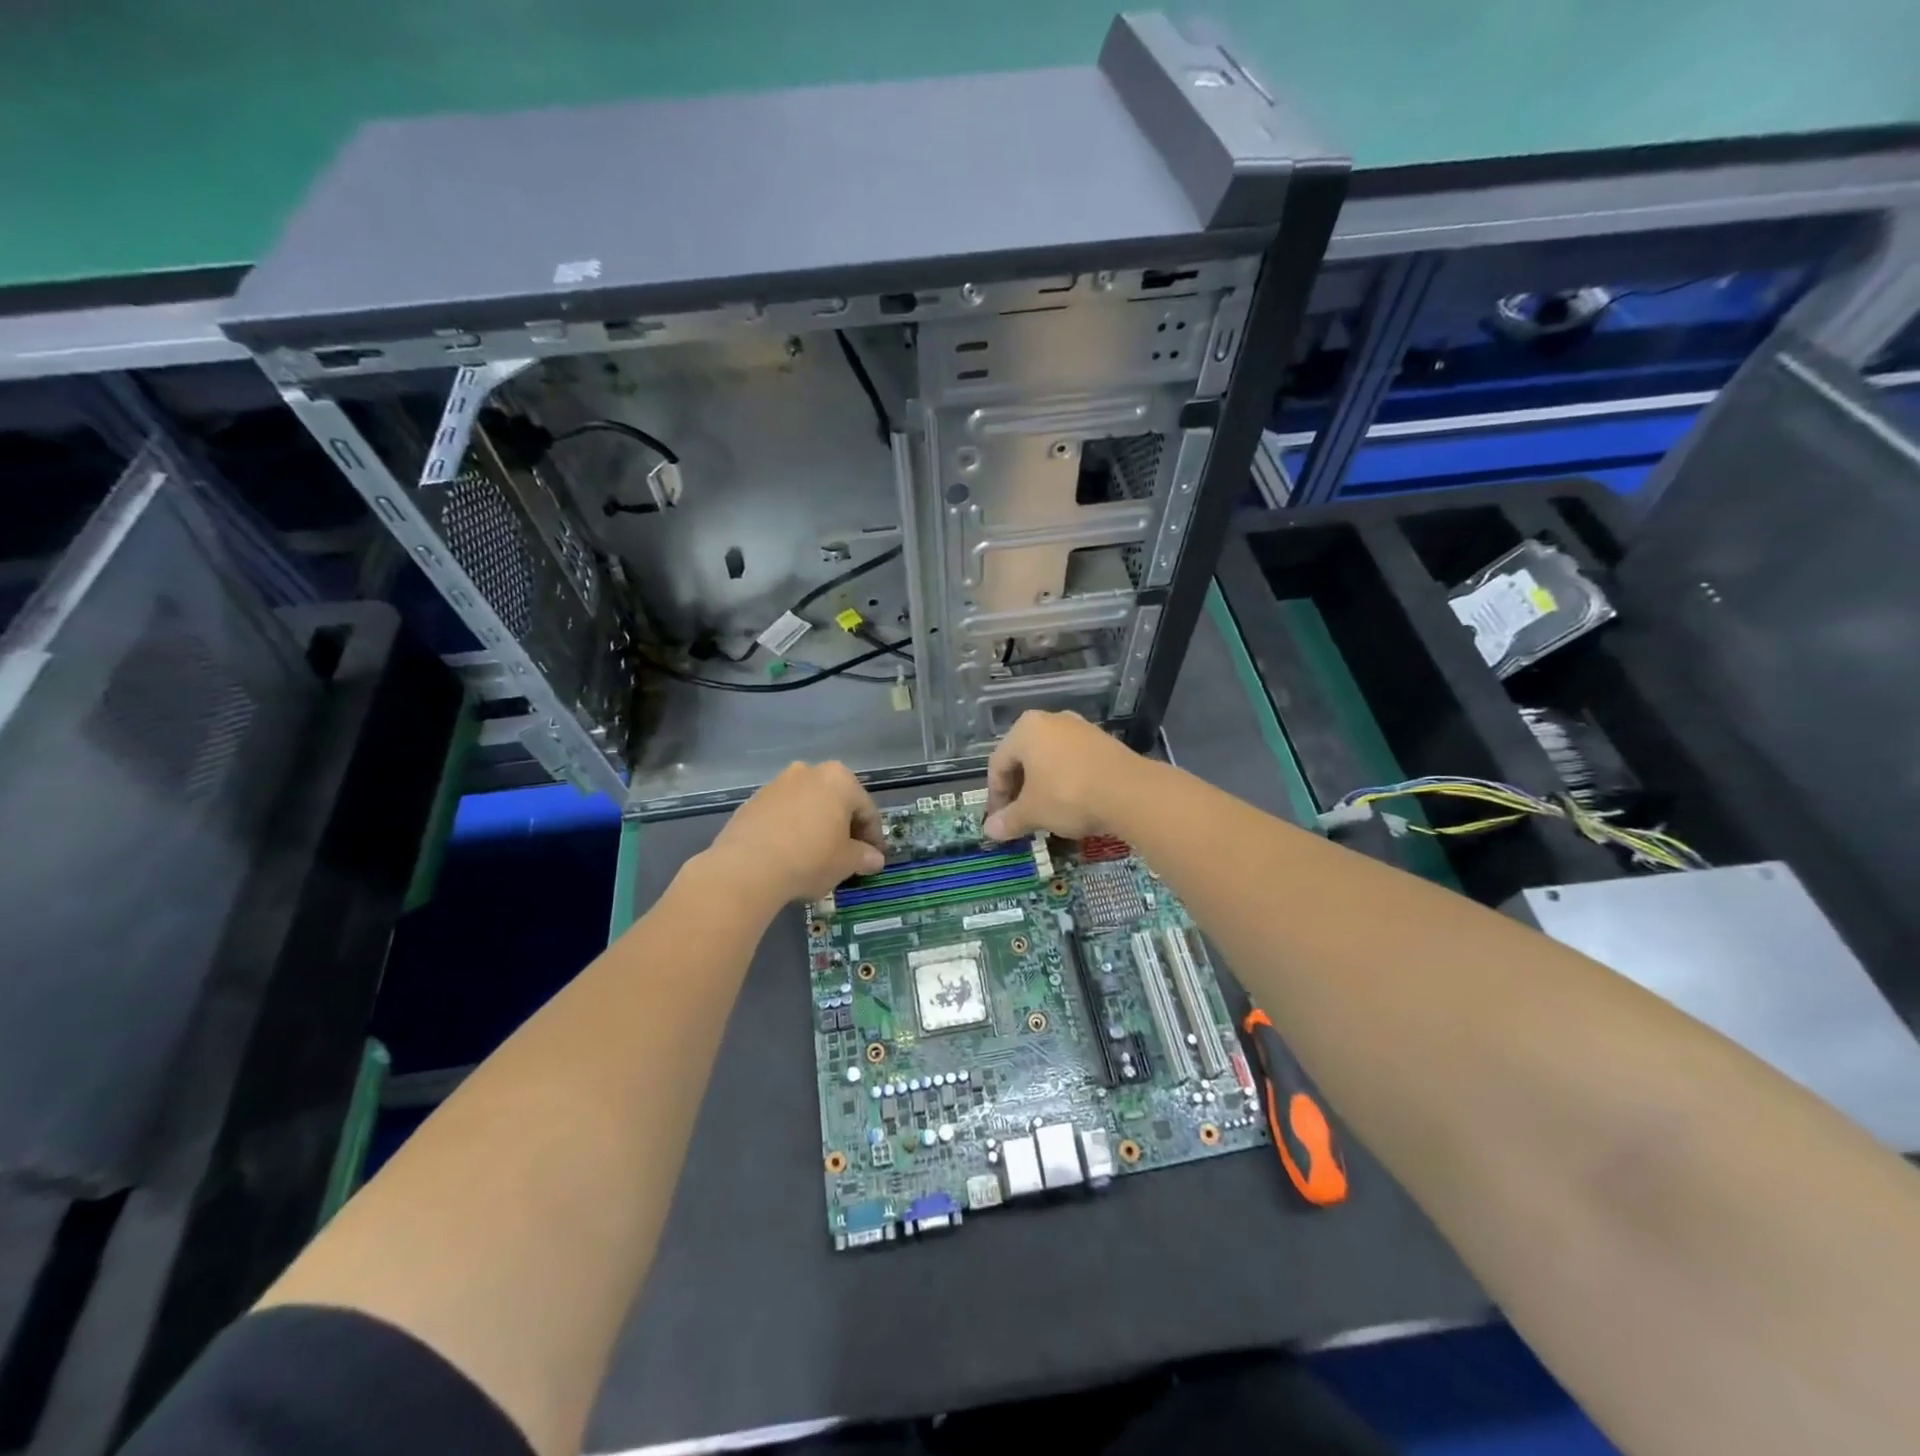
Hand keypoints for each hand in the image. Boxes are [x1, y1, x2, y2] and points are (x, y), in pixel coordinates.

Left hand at [706, 761, 885, 903]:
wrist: (747, 867)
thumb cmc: (810, 858)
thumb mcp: (846, 862)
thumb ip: (864, 857)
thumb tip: (875, 859)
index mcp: (839, 779)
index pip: (866, 810)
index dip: (874, 837)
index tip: (874, 858)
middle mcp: (809, 771)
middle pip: (836, 801)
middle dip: (844, 827)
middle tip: (848, 855)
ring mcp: (777, 783)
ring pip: (808, 805)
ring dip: (816, 825)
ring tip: (816, 855)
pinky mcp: (752, 801)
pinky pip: (783, 814)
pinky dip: (791, 828)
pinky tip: (790, 853)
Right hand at [983, 710, 1140, 840]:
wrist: (1130, 792)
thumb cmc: (1068, 795)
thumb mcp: (1033, 812)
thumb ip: (1008, 820)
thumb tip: (989, 830)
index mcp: (1025, 729)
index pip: (998, 764)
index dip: (995, 795)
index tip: (999, 820)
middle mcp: (1051, 720)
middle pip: (1024, 758)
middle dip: (1019, 790)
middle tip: (1019, 817)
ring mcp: (1080, 729)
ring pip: (1049, 759)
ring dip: (1042, 786)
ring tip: (1045, 813)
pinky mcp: (1103, 741)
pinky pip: (1073, 761)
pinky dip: (1065, 781)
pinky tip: (1071, 803)